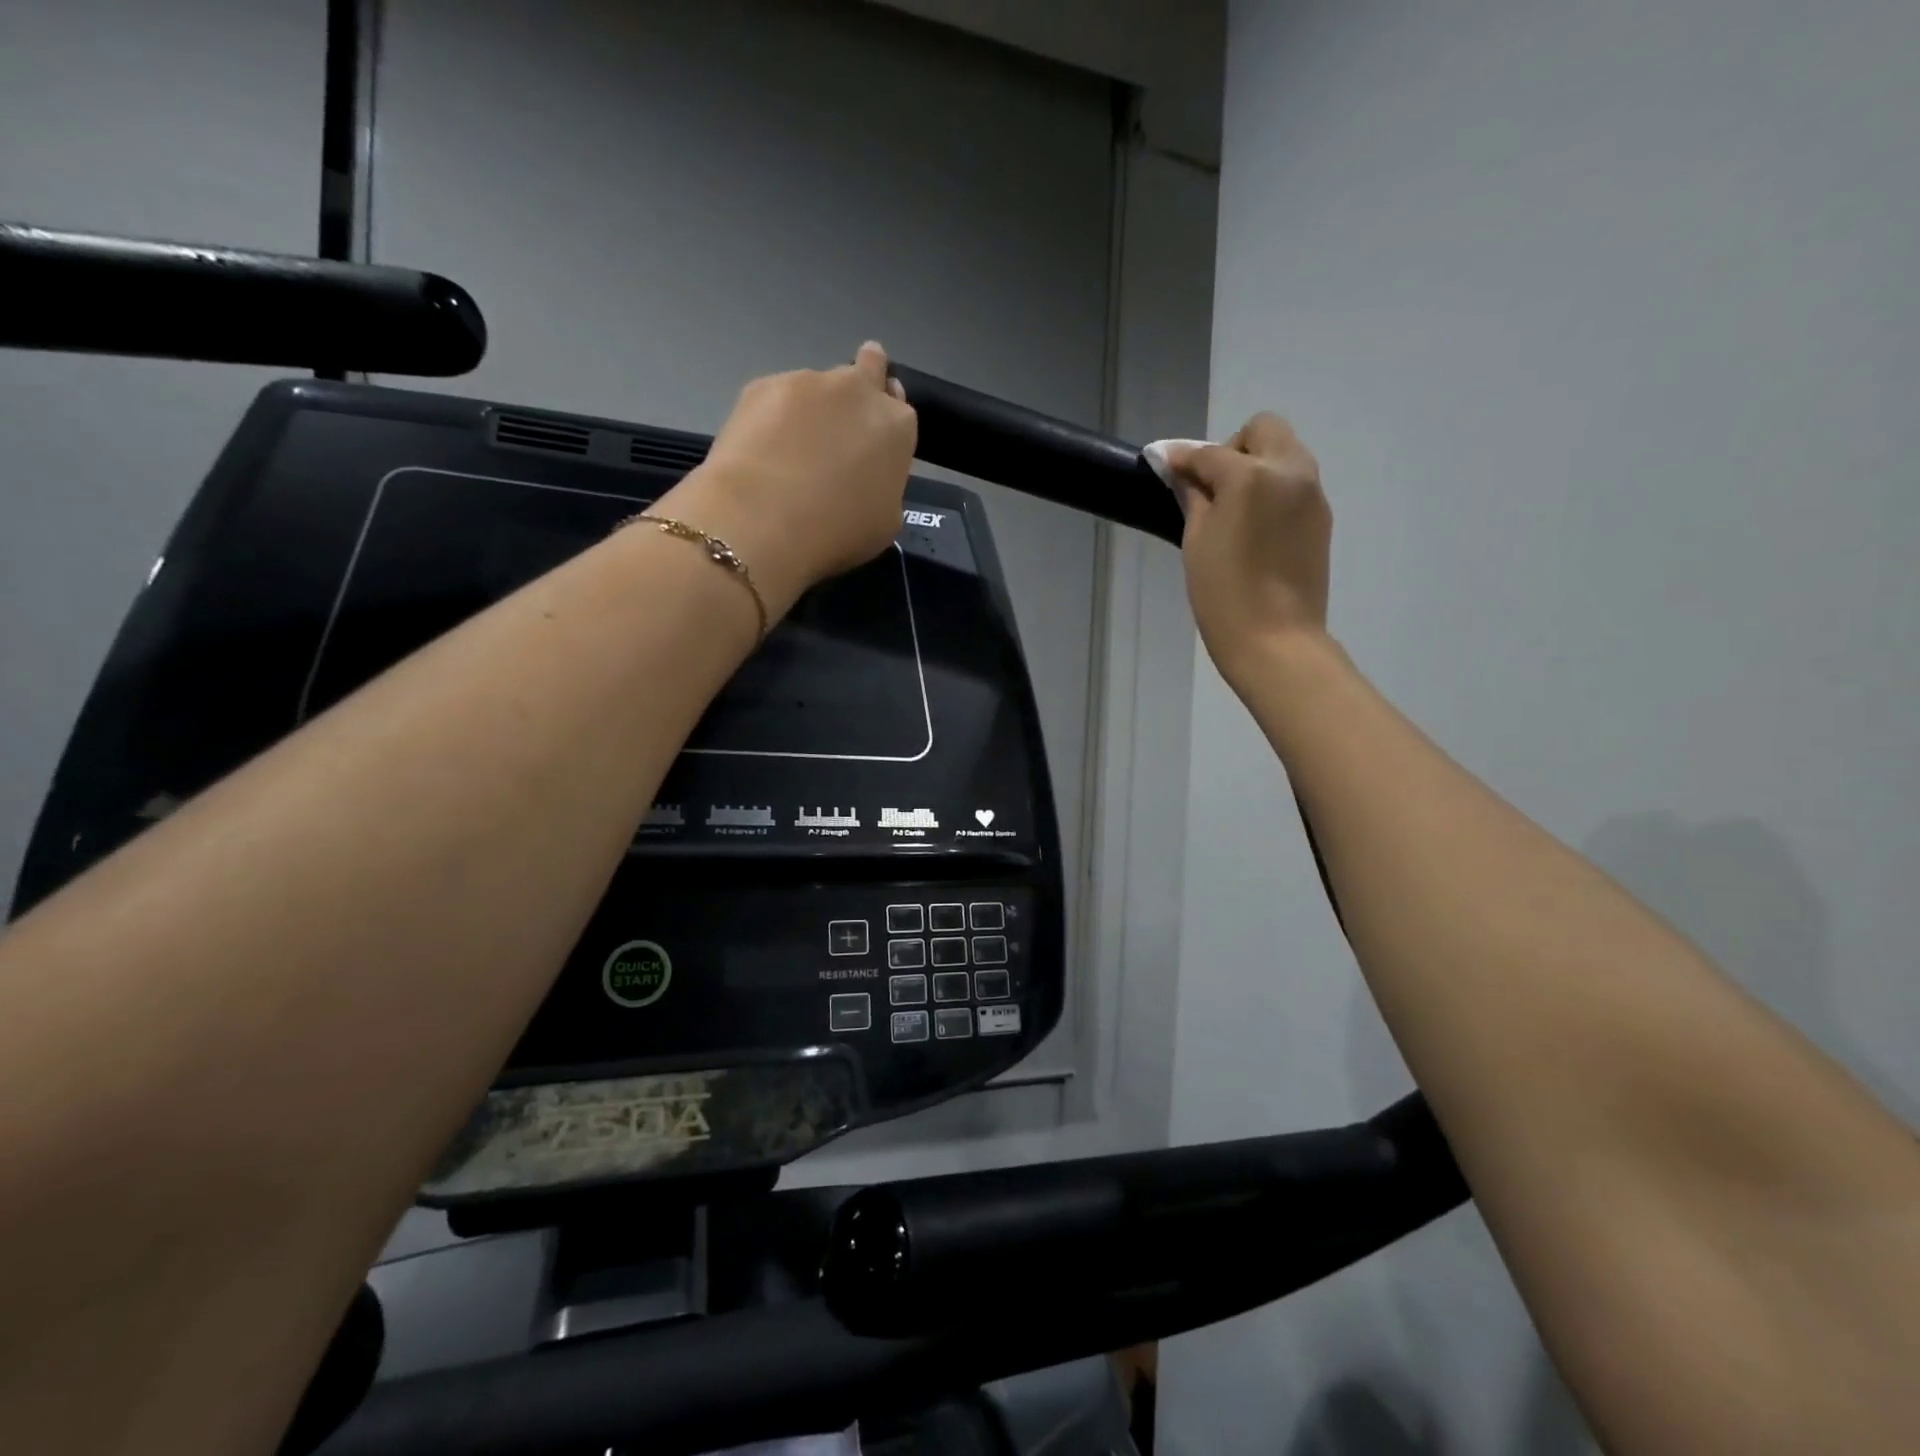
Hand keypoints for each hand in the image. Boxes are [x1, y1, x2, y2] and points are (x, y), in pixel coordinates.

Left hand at [665, 341, 917, 614]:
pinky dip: (772, 416)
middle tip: (841, 424)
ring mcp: (808, 381)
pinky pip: (776, 396)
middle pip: (870, 364)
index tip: (871, 443)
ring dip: (812, 407)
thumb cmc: (838, 531)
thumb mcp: (885, 522)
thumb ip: (884, 485)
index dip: (884, 422)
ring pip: (818, 384)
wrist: (764, 519)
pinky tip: (760, 450)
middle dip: (860, 385)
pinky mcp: (763, 384)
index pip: (899, 405)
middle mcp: (858, 389)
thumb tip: (867, 478)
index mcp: (896, 425)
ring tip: (789, 451)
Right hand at [1165, 413, 1331, 689]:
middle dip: (1232, 448)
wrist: (1275, 641)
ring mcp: (1312, 494)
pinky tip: (1254, 528)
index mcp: (1252, 475)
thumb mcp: (1196, 542)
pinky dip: (1272, 490)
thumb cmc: (1224, 594)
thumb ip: (1192, 497)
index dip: (1182, 459)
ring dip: (1256, 465)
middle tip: (1210, 488)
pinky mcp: (1321, 518)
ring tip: (1232, 509)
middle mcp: (1290, 472)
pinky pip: (1295, 483)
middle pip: (1263, 430)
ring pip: (1284, 453)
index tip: (1164, 466)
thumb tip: (1184, 473)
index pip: (1209, 452)